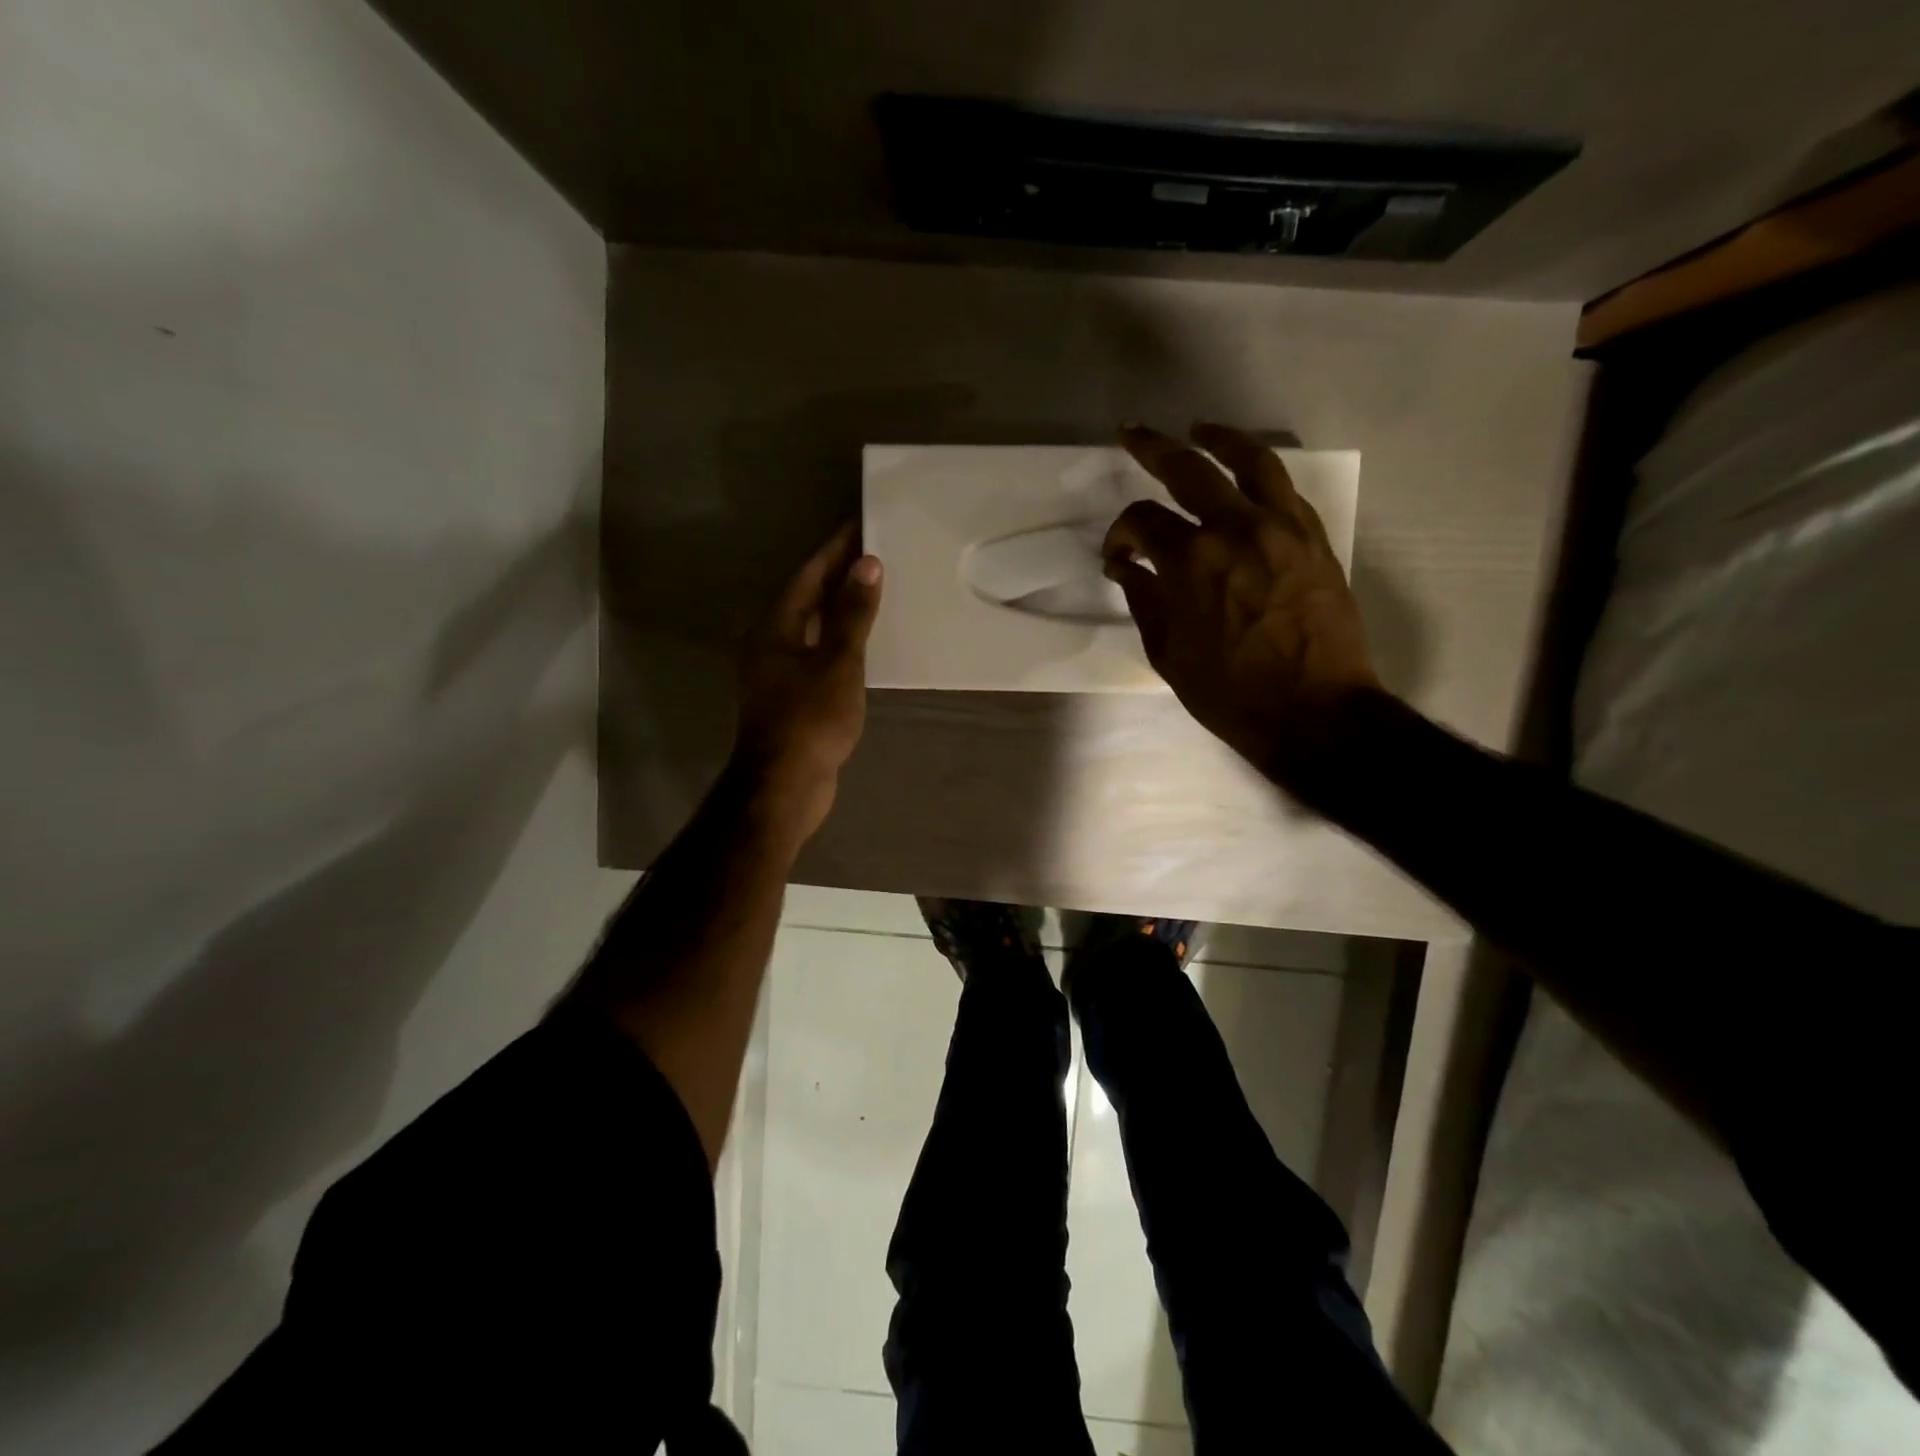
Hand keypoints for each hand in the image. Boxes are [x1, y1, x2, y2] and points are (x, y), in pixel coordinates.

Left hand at [734, 523, 882, 841]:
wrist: (785, 784)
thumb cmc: (811, 719)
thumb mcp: (838, 662)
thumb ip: (853, 614)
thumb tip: (867, 565)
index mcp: (776, 627)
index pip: (809, 575)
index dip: (835, 550)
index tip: (860, 525)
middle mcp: (771, 643)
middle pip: (808, 598)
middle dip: (839, 576)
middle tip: (875, 553)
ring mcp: (779, 673)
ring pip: (813, 628)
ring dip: (840, 609)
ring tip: (875, 591)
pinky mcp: (792, 697)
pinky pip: (819, 654)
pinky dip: (840, 641)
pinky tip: (864, 643)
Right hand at [1104, 423, 1380, 785]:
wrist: (1315, 712)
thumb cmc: (1230, 693)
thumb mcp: (1168, 653)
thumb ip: (1143, 599)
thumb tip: (1127, 565)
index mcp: (1190, 561)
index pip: (1142, 520)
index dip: (1121, 533)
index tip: (1118, 555)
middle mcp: (1235, 529)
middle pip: (1188, 468)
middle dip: (1153, 447)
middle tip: (1133, 433)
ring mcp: (1282, 528)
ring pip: (1250, 461)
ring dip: (1219, 438)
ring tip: (1200, 428)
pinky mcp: (1315, 539)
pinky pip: (1285, 490)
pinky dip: (1259, 475)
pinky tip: (1246, 477)